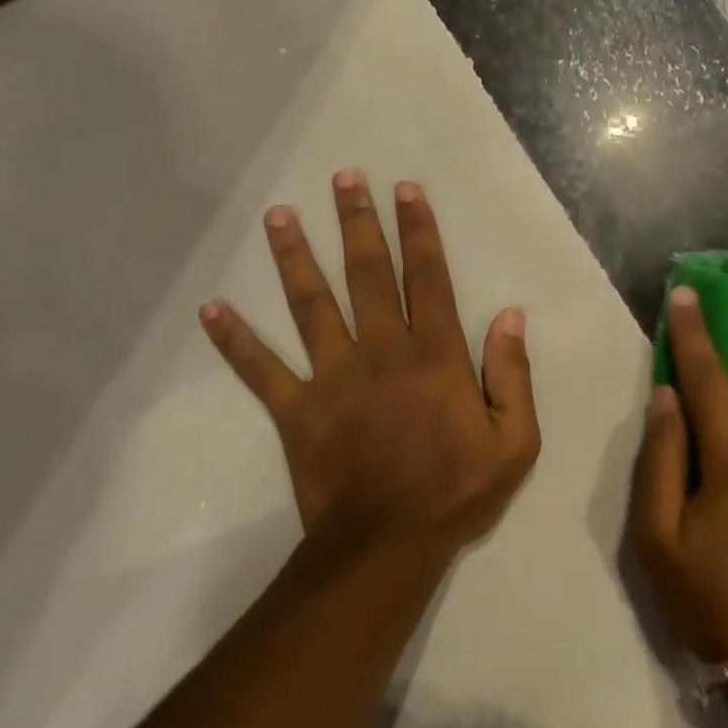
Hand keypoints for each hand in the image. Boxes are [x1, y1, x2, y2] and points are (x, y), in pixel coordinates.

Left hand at [199, 171, 541, 565]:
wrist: (386, 548)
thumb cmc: (457, 492)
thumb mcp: (515, 440)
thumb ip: (512, 374)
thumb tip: (510, 316)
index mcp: (435, 356)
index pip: (428, 278)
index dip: (418, 231)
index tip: (406, 190)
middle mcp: (382, 352)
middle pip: (367, 275)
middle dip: (357, 223)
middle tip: (343, 179)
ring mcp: (334, 378)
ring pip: (312, 306)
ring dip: (294, 258)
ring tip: (279, 216)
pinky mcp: (296, 411)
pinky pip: (260, 370)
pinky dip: (235, 340)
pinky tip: (211, 308)